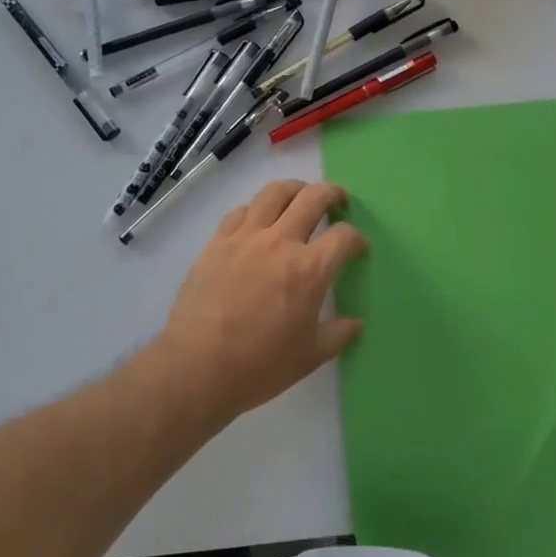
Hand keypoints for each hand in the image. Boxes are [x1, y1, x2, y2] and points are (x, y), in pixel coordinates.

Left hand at [156, 180, 367, 423]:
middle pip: (313, 198)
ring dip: (295, 189)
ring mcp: (246, 237)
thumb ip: (338, 334)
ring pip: (275, 192)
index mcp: (310, 269)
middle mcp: (280, 242)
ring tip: (300, 196)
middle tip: (338, 201)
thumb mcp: (310, 356)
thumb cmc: (260, 366)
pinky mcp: (218, 242)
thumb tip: (355, 323)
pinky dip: (257, 209)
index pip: (343, 237)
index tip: (358, 247)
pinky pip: (241, 211)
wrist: (197, 367)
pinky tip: (259, 221)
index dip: (357, 239)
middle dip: (333, 194)